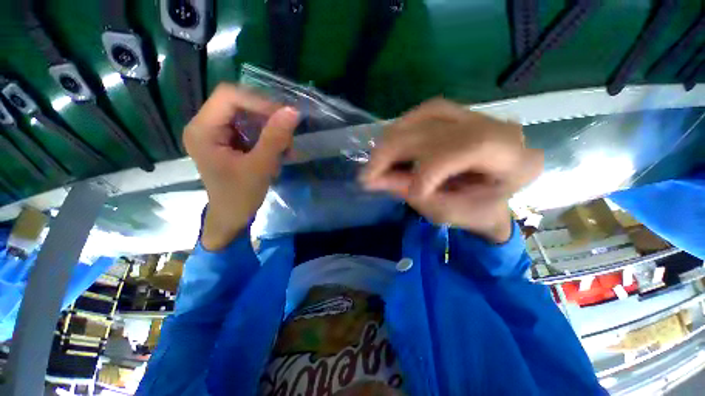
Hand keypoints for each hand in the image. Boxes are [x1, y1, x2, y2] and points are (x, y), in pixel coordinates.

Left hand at [183, 84, 298, 249]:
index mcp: (203, 129)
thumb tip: (293, 111)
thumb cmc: (240, 196)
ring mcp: (217, 133)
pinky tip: (279, 152)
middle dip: (267, 118)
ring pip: (248, 116)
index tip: (284, 118)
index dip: (259, 102)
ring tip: (285, 149)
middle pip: (239, 104)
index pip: (229, 96)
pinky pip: (250, 128)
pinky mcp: (228, 141)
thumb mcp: (260, 167)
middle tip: (287, 136)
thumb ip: (275, 138)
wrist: (232, 216)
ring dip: (271, 129)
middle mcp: (205, 125)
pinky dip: (268, 137)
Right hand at [361, 99, 542, 242]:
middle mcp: (503, 130)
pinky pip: (427, 110)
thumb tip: (372, 180)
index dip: (429, 170)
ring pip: (429, 113)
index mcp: (516, 162)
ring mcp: (482, 116)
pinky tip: (388, 142)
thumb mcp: (443, 211)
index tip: (409, 193)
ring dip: (394, 137)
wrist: (491, 199)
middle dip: (395, 151)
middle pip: (441, 128)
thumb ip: (410, 193)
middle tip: (367, 173)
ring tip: (375, 159)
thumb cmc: (473, 213)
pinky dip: (402, 126)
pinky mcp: (463, 114)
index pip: (468, 149)